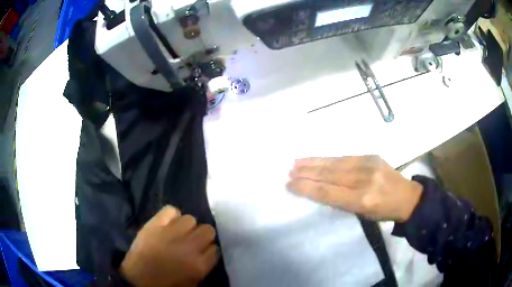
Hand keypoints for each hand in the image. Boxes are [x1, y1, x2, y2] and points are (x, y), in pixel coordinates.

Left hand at [120, 206, 218, 286]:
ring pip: (190, 219)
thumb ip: (205, 266)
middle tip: (192, 241)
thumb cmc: (167, 284)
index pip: (216, 249)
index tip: (203, 252)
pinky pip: (171, 210)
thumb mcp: (192, 283)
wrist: (138, 279)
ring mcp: (171, 233)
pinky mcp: (155, 224)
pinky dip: (172, 215)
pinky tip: (168, 223)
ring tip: (178, 232)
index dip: (209, 250)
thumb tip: (209, 251)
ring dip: (187, 227)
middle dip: (202, 236)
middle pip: (208, 230)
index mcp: (199, 265)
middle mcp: (189, 246)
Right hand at [287, 156, 422, 221]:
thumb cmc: (384, 212)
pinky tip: (318, 158)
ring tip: (297, 162)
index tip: (290, 184)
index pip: (327, 192)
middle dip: (306, 173)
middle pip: (328, 175)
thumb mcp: (363, 214)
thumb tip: (322, 189)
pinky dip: (329, 158)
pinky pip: (345, 157)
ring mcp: (368, 165)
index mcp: (361, 200)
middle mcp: (363, 180)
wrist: (408, 196)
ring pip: (335, 163)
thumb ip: (343, 201)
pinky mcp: (371, 156)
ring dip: (314, 162)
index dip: (306, 187)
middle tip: (289, 171)